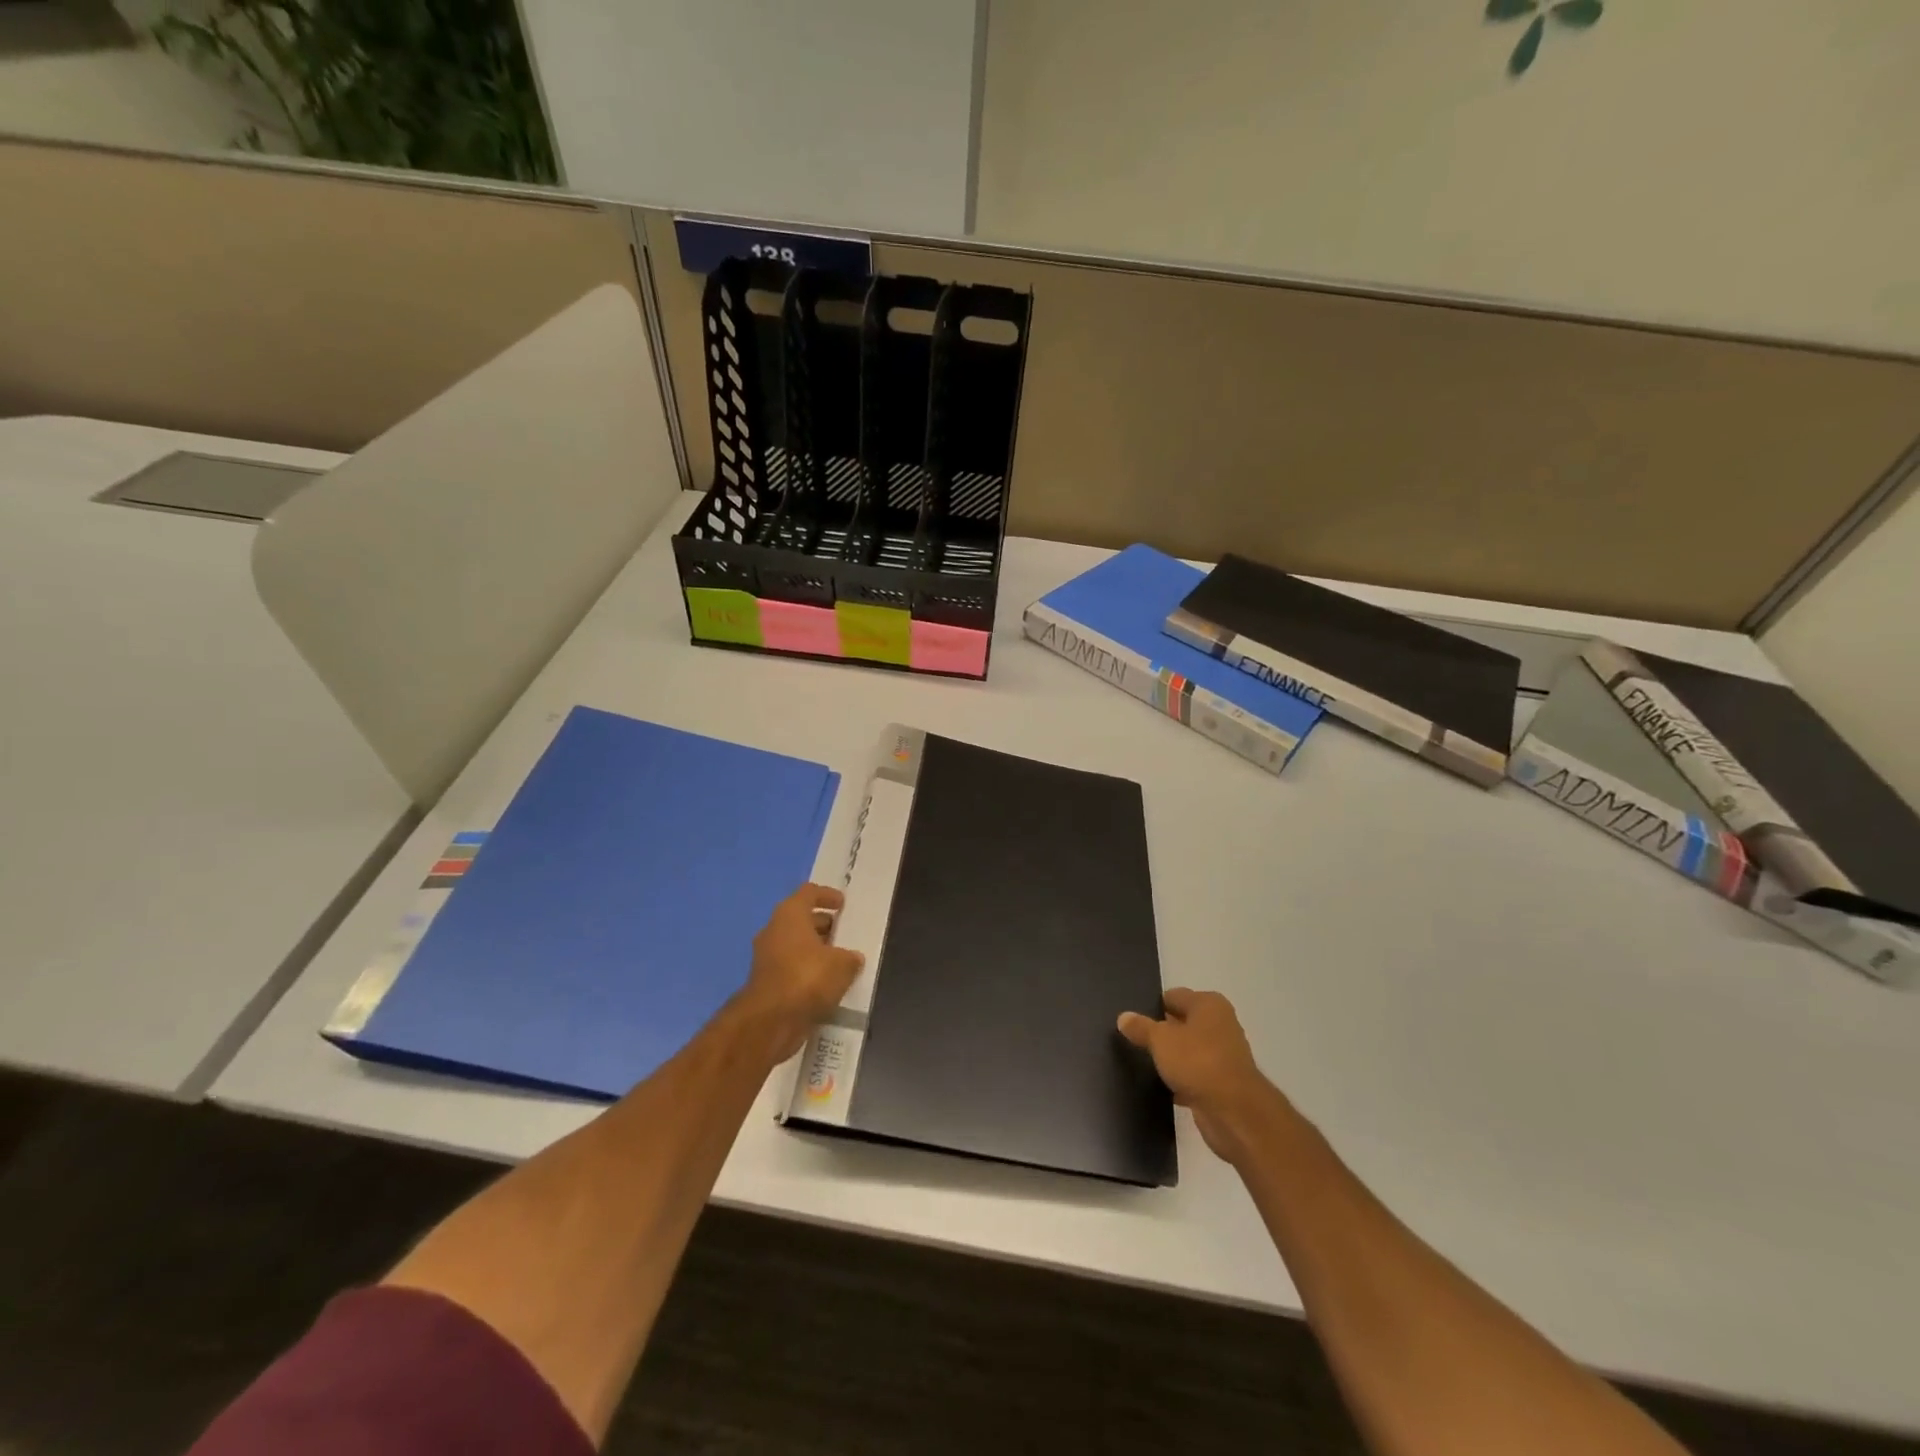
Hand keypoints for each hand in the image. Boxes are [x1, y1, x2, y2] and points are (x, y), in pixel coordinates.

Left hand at [735, 883, 863, 1062]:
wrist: (770, 1021)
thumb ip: (850, 958)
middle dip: (823, 925)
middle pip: (801, 919)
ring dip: (815, 950)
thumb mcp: (842, 965)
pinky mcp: (766, 982)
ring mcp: (766, 957)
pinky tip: (826, 983)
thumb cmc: (807, 978)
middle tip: (844, 934)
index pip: (808, 893)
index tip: (842, 904)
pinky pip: (791, 967)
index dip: (827, 895)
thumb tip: (853, 958)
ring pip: (795, 945)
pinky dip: (807, 971)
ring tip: (840, 961)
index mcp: (790, 914)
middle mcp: (774, 930)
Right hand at [1118, 988, 1275, 1164]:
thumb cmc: (1197, 1062)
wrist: (1234, 1113)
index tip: (1133, 1019)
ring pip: (1188, 1051)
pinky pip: (1194, 1076)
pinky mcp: (1222, 1084)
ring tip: (1143, 1063)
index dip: (1153, 1006)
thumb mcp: (1160, 1040)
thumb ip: (1141, 1027)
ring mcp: (1223, 1056)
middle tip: (1133, 1040)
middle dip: (1161, 1032)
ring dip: (1171, 1058)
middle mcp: (1220, 1025)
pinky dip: (1180, 1080)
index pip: (1174, 996)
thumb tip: (1123, 1017)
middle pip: (1182, 1023)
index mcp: (1209, 1005)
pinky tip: (1161, 1087)